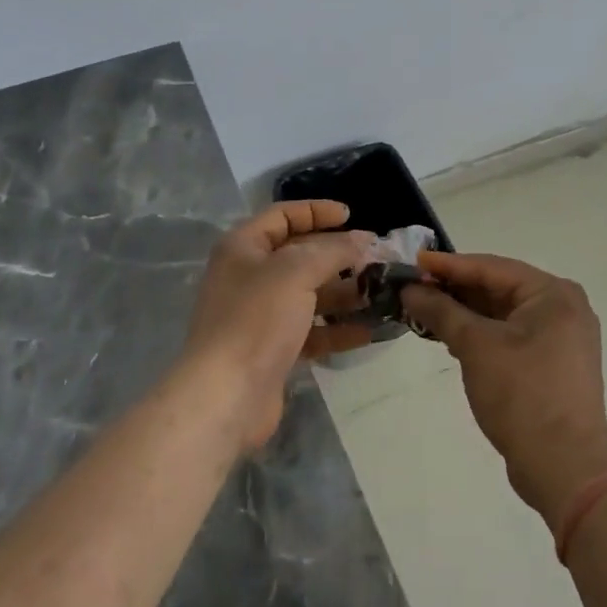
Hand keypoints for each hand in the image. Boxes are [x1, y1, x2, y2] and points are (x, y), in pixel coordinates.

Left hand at [180, 201, 375, 449]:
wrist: (226, 395)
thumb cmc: (256, 319)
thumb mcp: (296, 272)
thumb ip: (333, 251)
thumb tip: (363, 239)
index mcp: (243, 248)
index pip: (282, 216)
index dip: (316, 211)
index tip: (351, 215)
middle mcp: (249, 276)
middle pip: (299, 256)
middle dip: (337, 256)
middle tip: (376, 259)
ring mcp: (260, 315)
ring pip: (308, 295)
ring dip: (342, 294)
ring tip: (380, 294)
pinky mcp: (272, 350)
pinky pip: (310, 331)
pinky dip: (336, 329)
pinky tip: (367, 331)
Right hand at [402, 252, 606, 527]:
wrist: (564, 467)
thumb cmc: (522, 395)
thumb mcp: (475, 346)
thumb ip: (441, 311)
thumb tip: (410, 289)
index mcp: (553, 294)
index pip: (492, 267)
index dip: (449, 265)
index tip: (413, 263)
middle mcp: (563, 308)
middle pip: (499, 288)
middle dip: (455, 289)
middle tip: (414, 288)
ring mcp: (560, 338)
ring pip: (503, 313)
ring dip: (465, 313)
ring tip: (424, 311)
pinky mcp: (552, 364)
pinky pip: (510, 335)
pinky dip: (481, 333)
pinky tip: (450, 337)